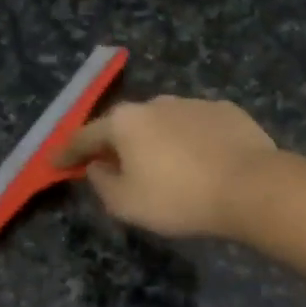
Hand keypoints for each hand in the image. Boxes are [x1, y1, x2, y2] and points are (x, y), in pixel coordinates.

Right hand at [56, 95, 276, 237]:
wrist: (250, 186)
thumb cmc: (178, 198)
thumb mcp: (126, 204)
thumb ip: (102, 183)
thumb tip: (97, 166)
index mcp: (125, 122)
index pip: (85, 136)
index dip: (67, 152)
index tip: (55, 163)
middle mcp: (155, 103)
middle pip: (125, 124)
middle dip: (115, 144)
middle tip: (112, 166)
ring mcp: (192, 103)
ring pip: (162, 122)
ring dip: (155, 140)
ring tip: (162, 166)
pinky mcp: (225, 111)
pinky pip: (195, 126)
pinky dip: (189, 140)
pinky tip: (199, 160)